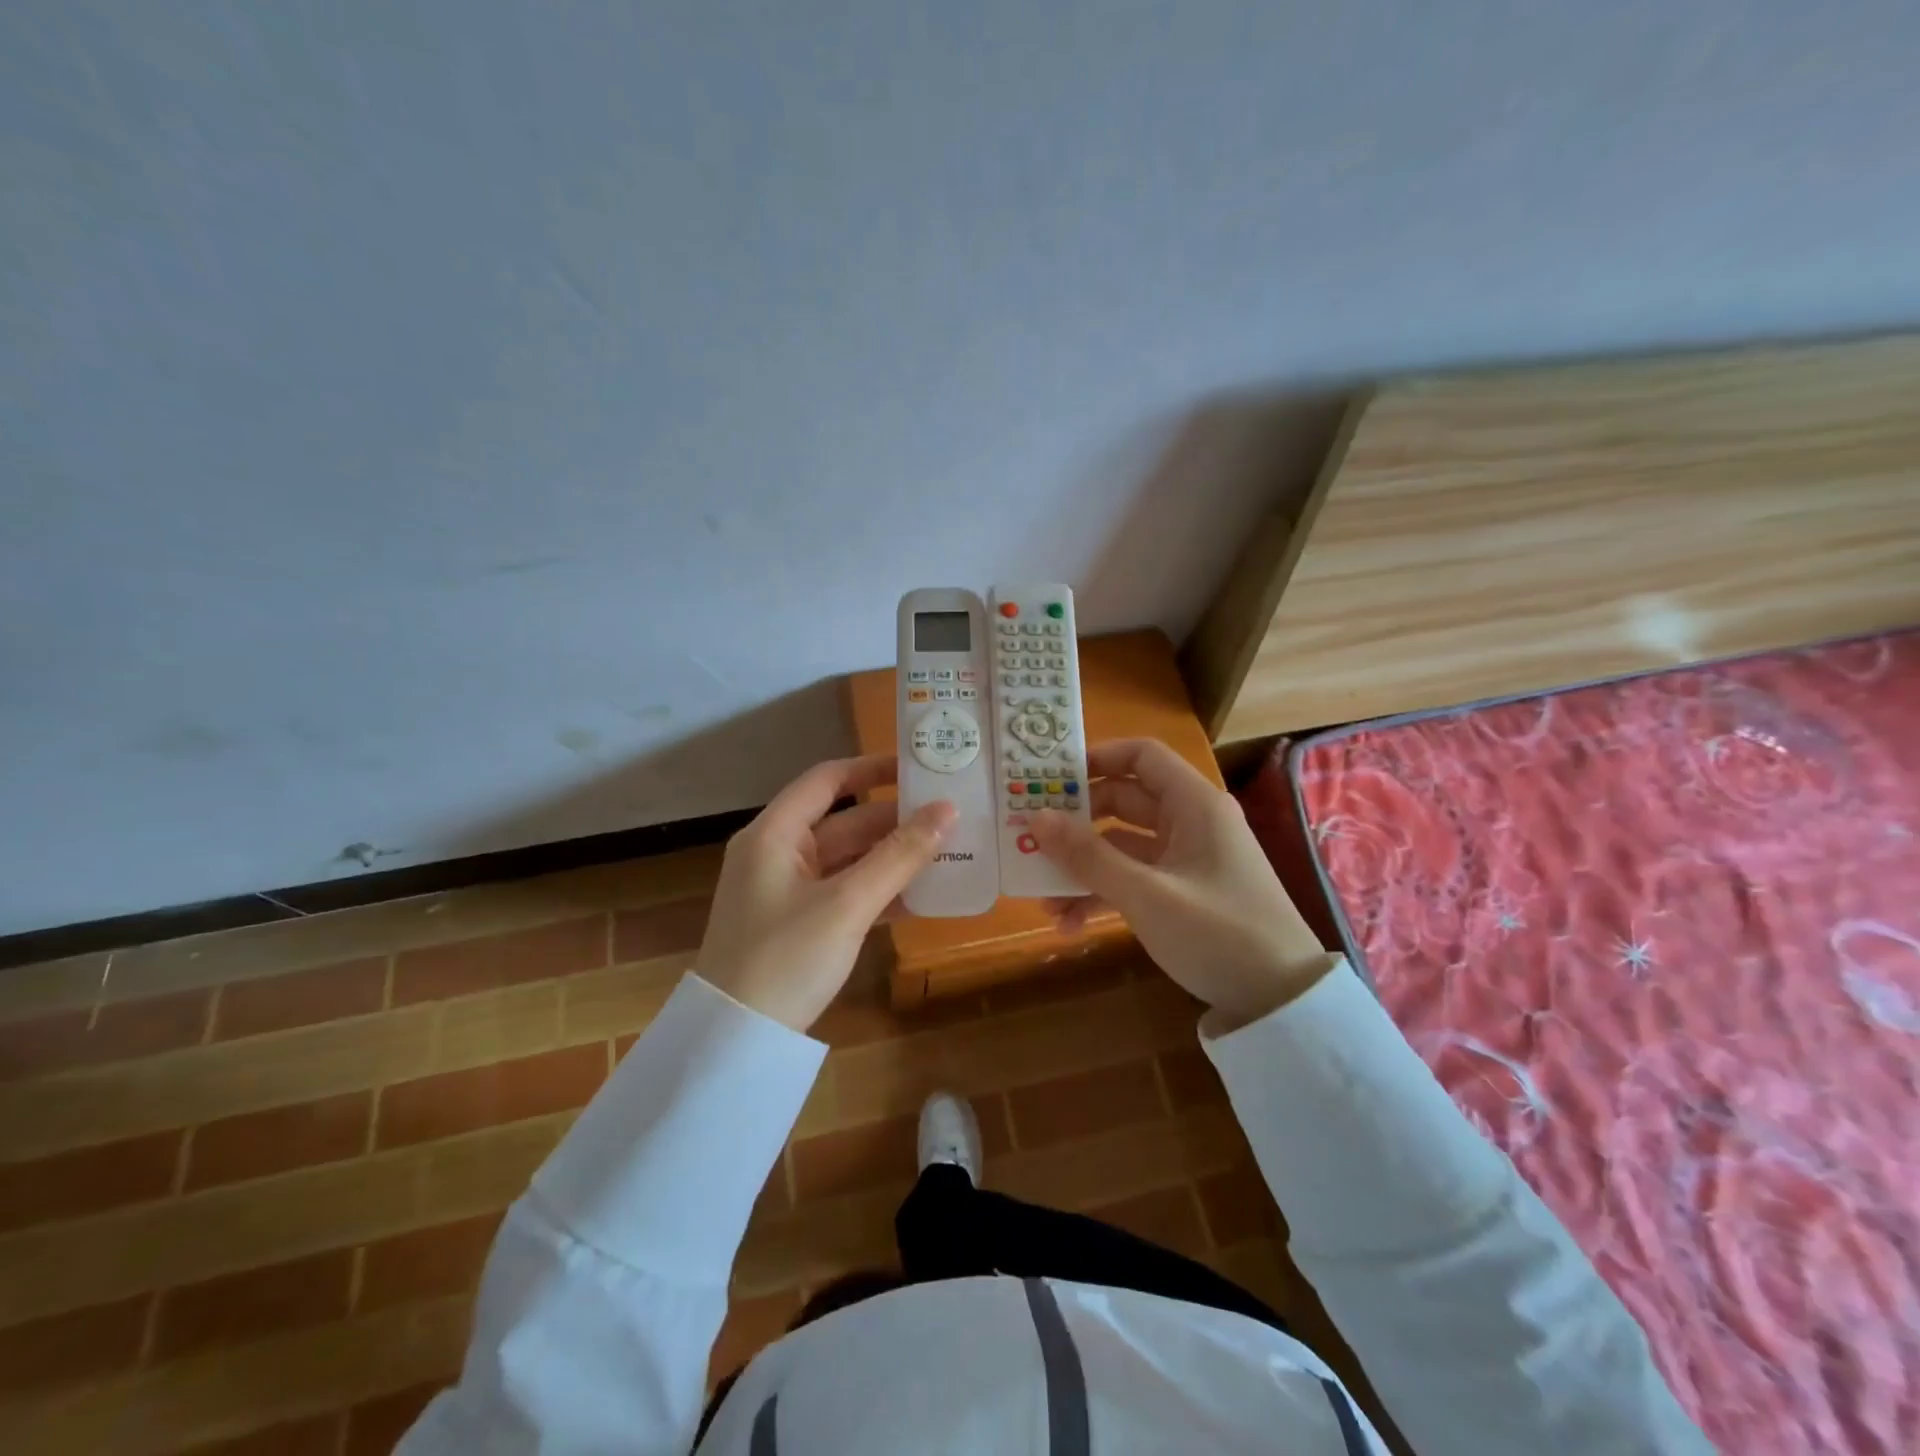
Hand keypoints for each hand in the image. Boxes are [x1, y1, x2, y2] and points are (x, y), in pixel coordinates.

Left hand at [695, 755, 956, 1031]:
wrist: (736, 1043)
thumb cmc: (785, 959)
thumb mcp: (846, 905)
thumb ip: (899, 856)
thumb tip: (948, 810)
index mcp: (774, 834)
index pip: (826, 780)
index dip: (872, 768)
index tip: (919, 769)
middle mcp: (777, 853)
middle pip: (843, 821)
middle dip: (894, 820)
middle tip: (949, 816)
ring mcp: (787, 891)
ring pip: (848, 860)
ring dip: (891, 858)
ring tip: (946, 852)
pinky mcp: (798, 924)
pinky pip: (844, 893)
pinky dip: (877, 891)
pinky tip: (921, 897)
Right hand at [1030, 739, 1333, 1028]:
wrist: (1282, 1002)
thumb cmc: (1218, 933)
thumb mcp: (1146, 895)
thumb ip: (1088, 855)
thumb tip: (1036, 817)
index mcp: (1193, 804)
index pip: (1142, 756)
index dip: (1097, 759)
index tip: (1052, 778)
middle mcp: (1191, 822)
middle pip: (1124, 801)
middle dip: (1077, 821)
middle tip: (1032, 836)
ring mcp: (1187, 859)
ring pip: (1124, 845)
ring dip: (1085, 866)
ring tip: (1043, 895)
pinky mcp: (1184, 891)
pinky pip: (1135, 878)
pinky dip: (1105, 893)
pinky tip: (1070, 923)